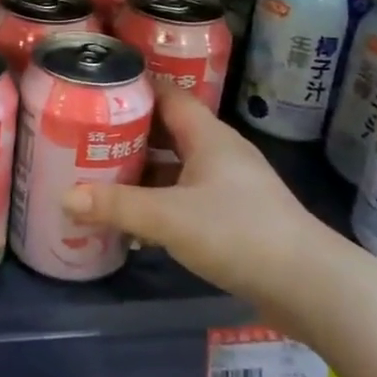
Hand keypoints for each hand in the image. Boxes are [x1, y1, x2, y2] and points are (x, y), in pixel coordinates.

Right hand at [63, 86, 337, 326]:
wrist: (310, 286)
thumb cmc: (238, 234)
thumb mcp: (168, 218)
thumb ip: (116, 206)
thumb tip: (66, 196)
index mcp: (208, 136)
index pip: (167, 94)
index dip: (133, 90)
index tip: (95, 94)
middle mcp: (220, 152)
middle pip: (168, 130)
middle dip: (129, 133)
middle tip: (86, 137)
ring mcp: (230, 186)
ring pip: (177, 166)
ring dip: (143, 171)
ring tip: (100, 175)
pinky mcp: (235, 216)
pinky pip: (187, 196)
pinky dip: (160, 200)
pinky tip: (134, 219)